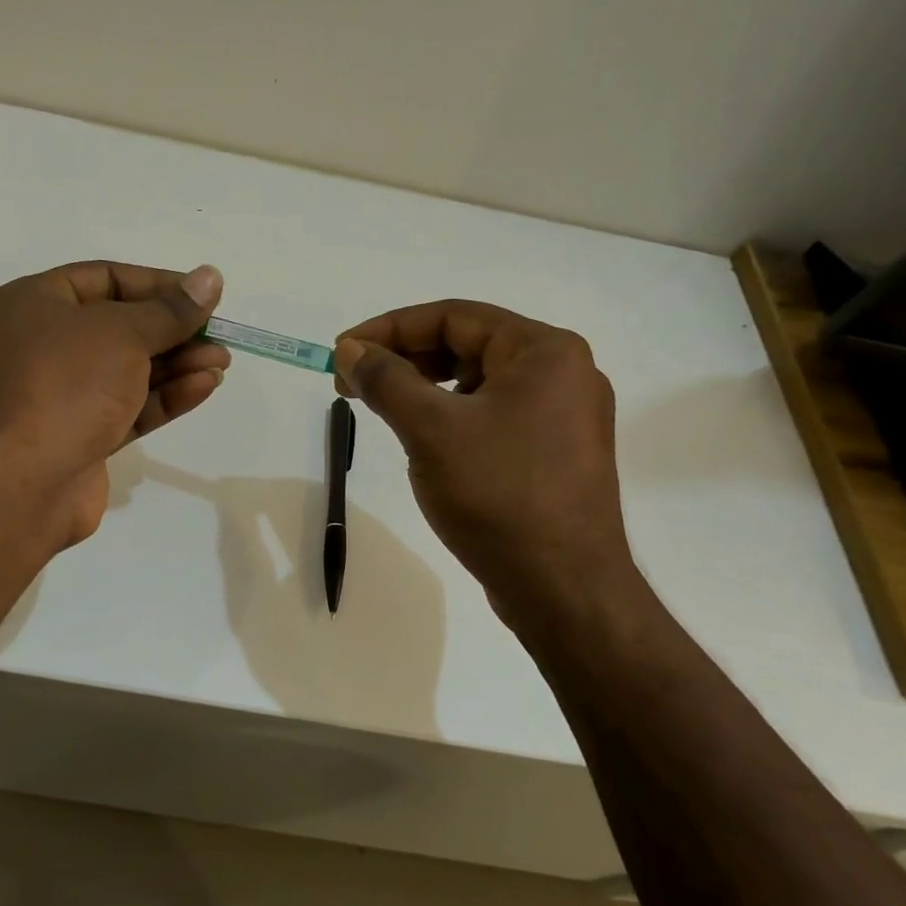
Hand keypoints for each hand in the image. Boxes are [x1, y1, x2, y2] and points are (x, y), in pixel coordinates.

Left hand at [0, 261, 229, 545]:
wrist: (24, 482)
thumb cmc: (67, 385)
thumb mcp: (123, 334)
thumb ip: (170, 310)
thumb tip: (209, 278)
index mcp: (33, 304)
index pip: (104, 278)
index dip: (158, 284)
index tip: (202, 294)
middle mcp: (42, 345)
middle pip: (119, 327)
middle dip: (173, 331)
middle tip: (218, 335)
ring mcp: (61, 394)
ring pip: (128, 370)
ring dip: (177, 364)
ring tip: (222, 362)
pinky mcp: (80, 436)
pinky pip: (128, 406)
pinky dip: (165, 396)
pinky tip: (204, 386)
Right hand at [333, 300, 631, 607]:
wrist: (563, 588)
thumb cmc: (498, 494)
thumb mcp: (431, 429)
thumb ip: (386, 380)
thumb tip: (350, 349)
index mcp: (544, 351)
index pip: (453, 317)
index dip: (389, 329)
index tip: (342, 352)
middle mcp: (563, 373)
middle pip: (467, 346)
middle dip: (404, 360)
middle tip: (352, 385)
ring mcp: (563, 416)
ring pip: (479, 384)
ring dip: (425, 390)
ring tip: (383, 411)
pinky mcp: (555, 454)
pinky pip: (494, 417)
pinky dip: (452, 419)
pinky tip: (424, 443)